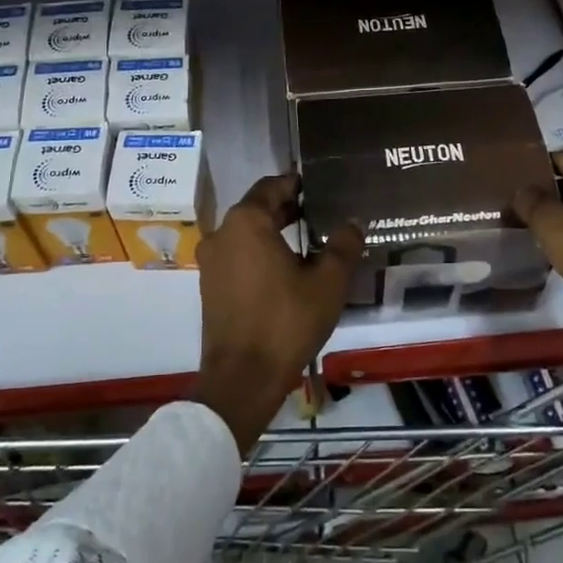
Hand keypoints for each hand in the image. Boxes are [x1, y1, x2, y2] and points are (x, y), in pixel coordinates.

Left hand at [194, 173, 361, 451]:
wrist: (243, 378)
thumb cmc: (286, 321)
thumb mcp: (328, 282)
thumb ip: (343, 245)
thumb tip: (352, 222)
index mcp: (246, 222)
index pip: (272, 186)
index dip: (296, 183)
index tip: (319, 185)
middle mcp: (222, 233)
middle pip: (257, 208)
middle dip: (287, 208)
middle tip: (320, 211)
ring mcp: (212, 261)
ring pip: (246, 233)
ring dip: (274, 231)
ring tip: (309, 240)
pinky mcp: (210, 286)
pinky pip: (238, 255)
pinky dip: (260, 252)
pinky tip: (287, 269)